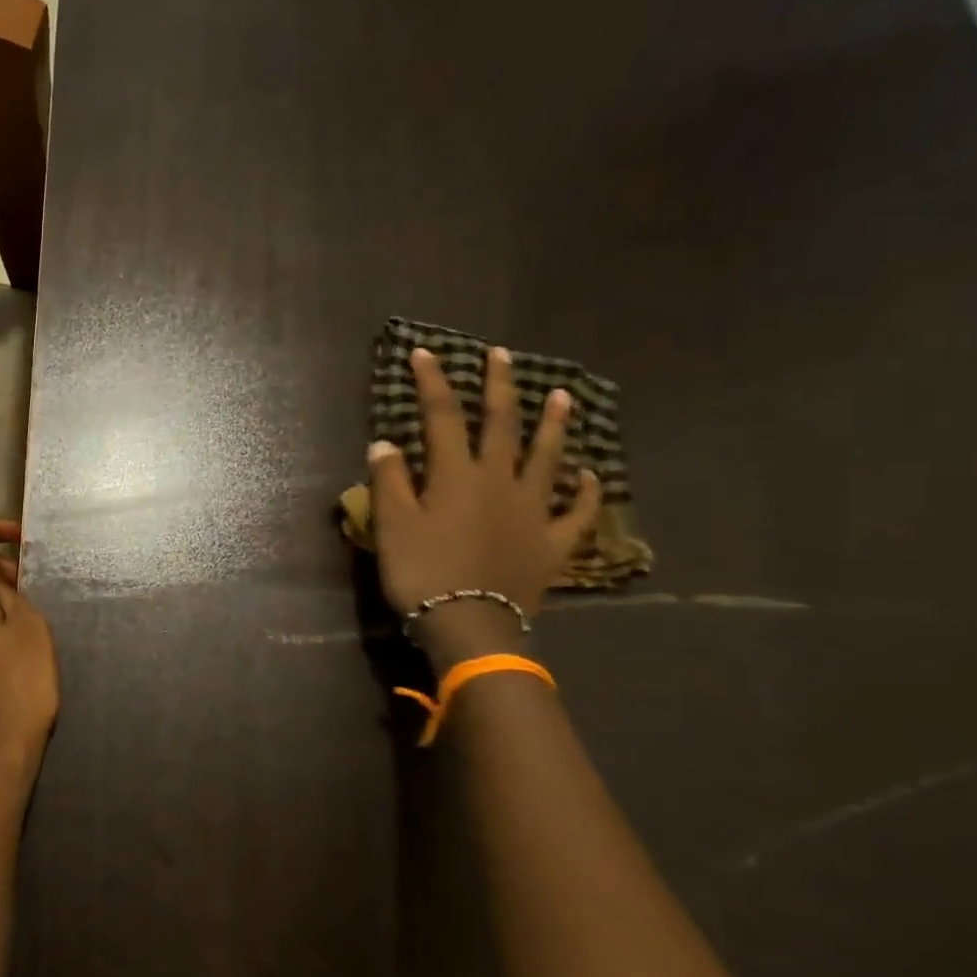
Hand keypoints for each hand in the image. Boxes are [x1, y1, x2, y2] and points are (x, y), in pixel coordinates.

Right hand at [367, 346, 600, 669]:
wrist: (470, 624)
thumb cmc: (423, 572)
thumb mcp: (392, 525)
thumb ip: (389, 481)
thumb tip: (385, 442)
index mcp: (456, 475)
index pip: (442, 416)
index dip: (432, 382)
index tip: (424, 352)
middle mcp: (499, 481)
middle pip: (501, 424)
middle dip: (499, 386)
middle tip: (501, 355)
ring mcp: (532, 510)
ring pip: (547, 458)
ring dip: (553, 425)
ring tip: (562, 395)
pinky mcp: (552, 542)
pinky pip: (576, 513)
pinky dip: (586, 493)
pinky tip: (591, 476)